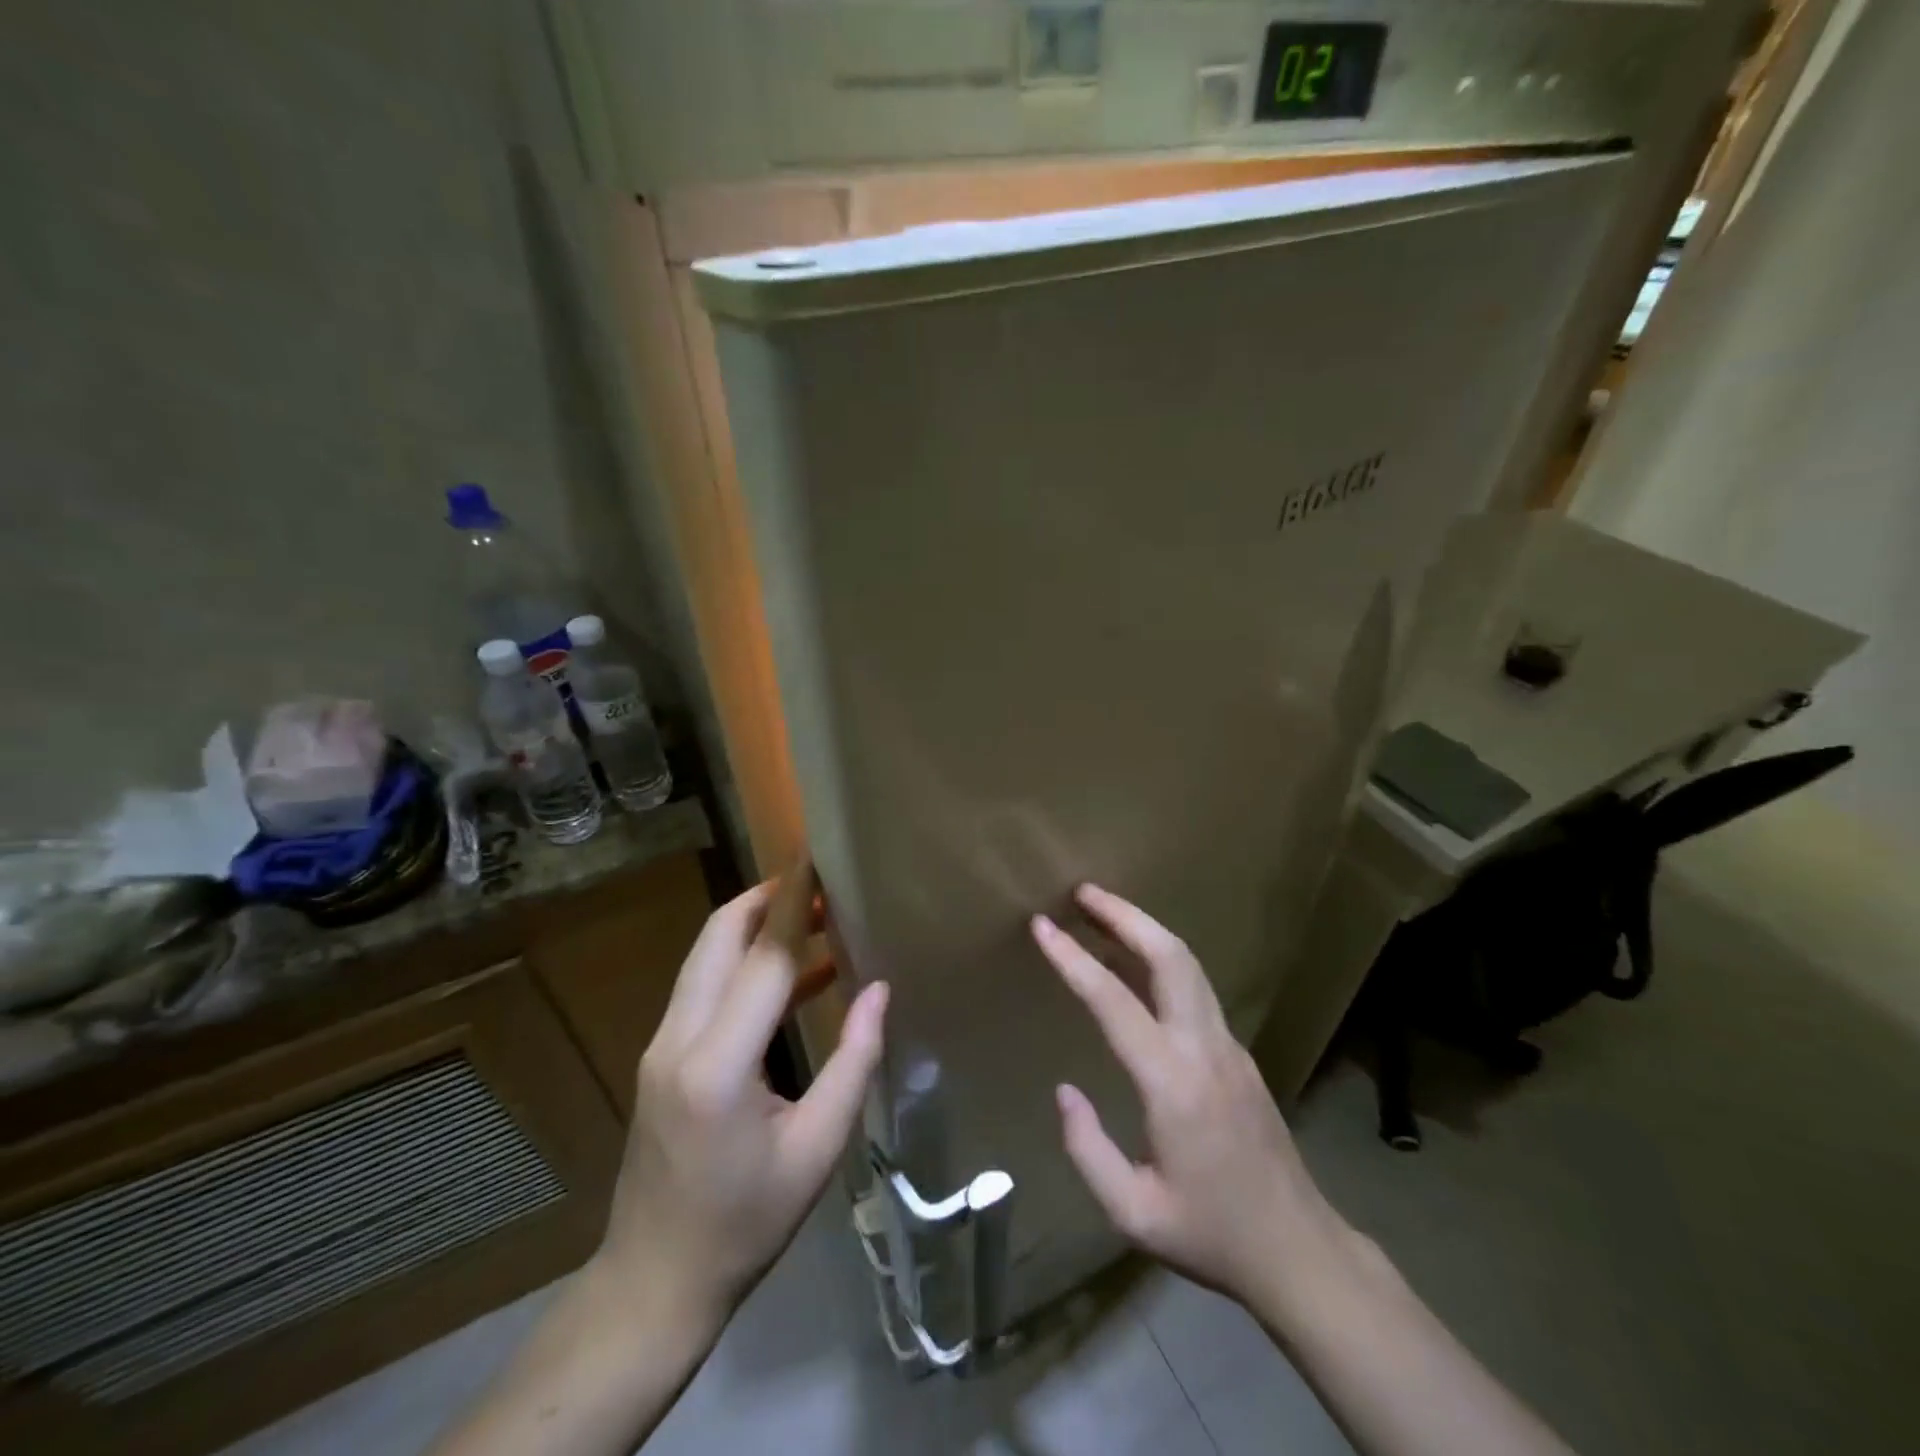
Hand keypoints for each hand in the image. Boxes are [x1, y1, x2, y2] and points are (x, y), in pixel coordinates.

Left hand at [594, 863, 888, 1329]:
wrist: (655, 1281)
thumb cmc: (745, 1223)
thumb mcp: (816, 1150)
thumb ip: (853, 1063)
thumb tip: (879, 990)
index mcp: (717, 1065)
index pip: (764, 960)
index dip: (795, 906)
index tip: (819, 863)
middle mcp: (678, 1039)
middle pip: (719, 939)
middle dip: (767, 899)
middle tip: (819, 883)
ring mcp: (661, 1045)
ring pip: (706, 957)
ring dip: (755, 927)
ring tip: (815, 915)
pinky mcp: (661, 1056)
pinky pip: (704, 987)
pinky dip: (744, 964)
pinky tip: (796, 974)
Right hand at [1032, 885, 1351, 1310]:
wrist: (1299, 1251)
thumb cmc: (1211, 1234)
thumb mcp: (1133, 1213)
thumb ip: (1088, 1150)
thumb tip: (1064, 1091)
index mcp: (1172, 1084)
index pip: (1114, 1002)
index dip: (1074, 958)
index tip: (1042, 926)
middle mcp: (1204, 1048)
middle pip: (1170, 956)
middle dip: (1124, 915)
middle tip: (1082, 892)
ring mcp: (1228, 1045)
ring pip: (1188, 965)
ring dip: (1145, 929)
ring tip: (1102, 911)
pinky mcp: (1237, 1052)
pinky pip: (1195, 987)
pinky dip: (1161, 958)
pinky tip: (1134, 963)